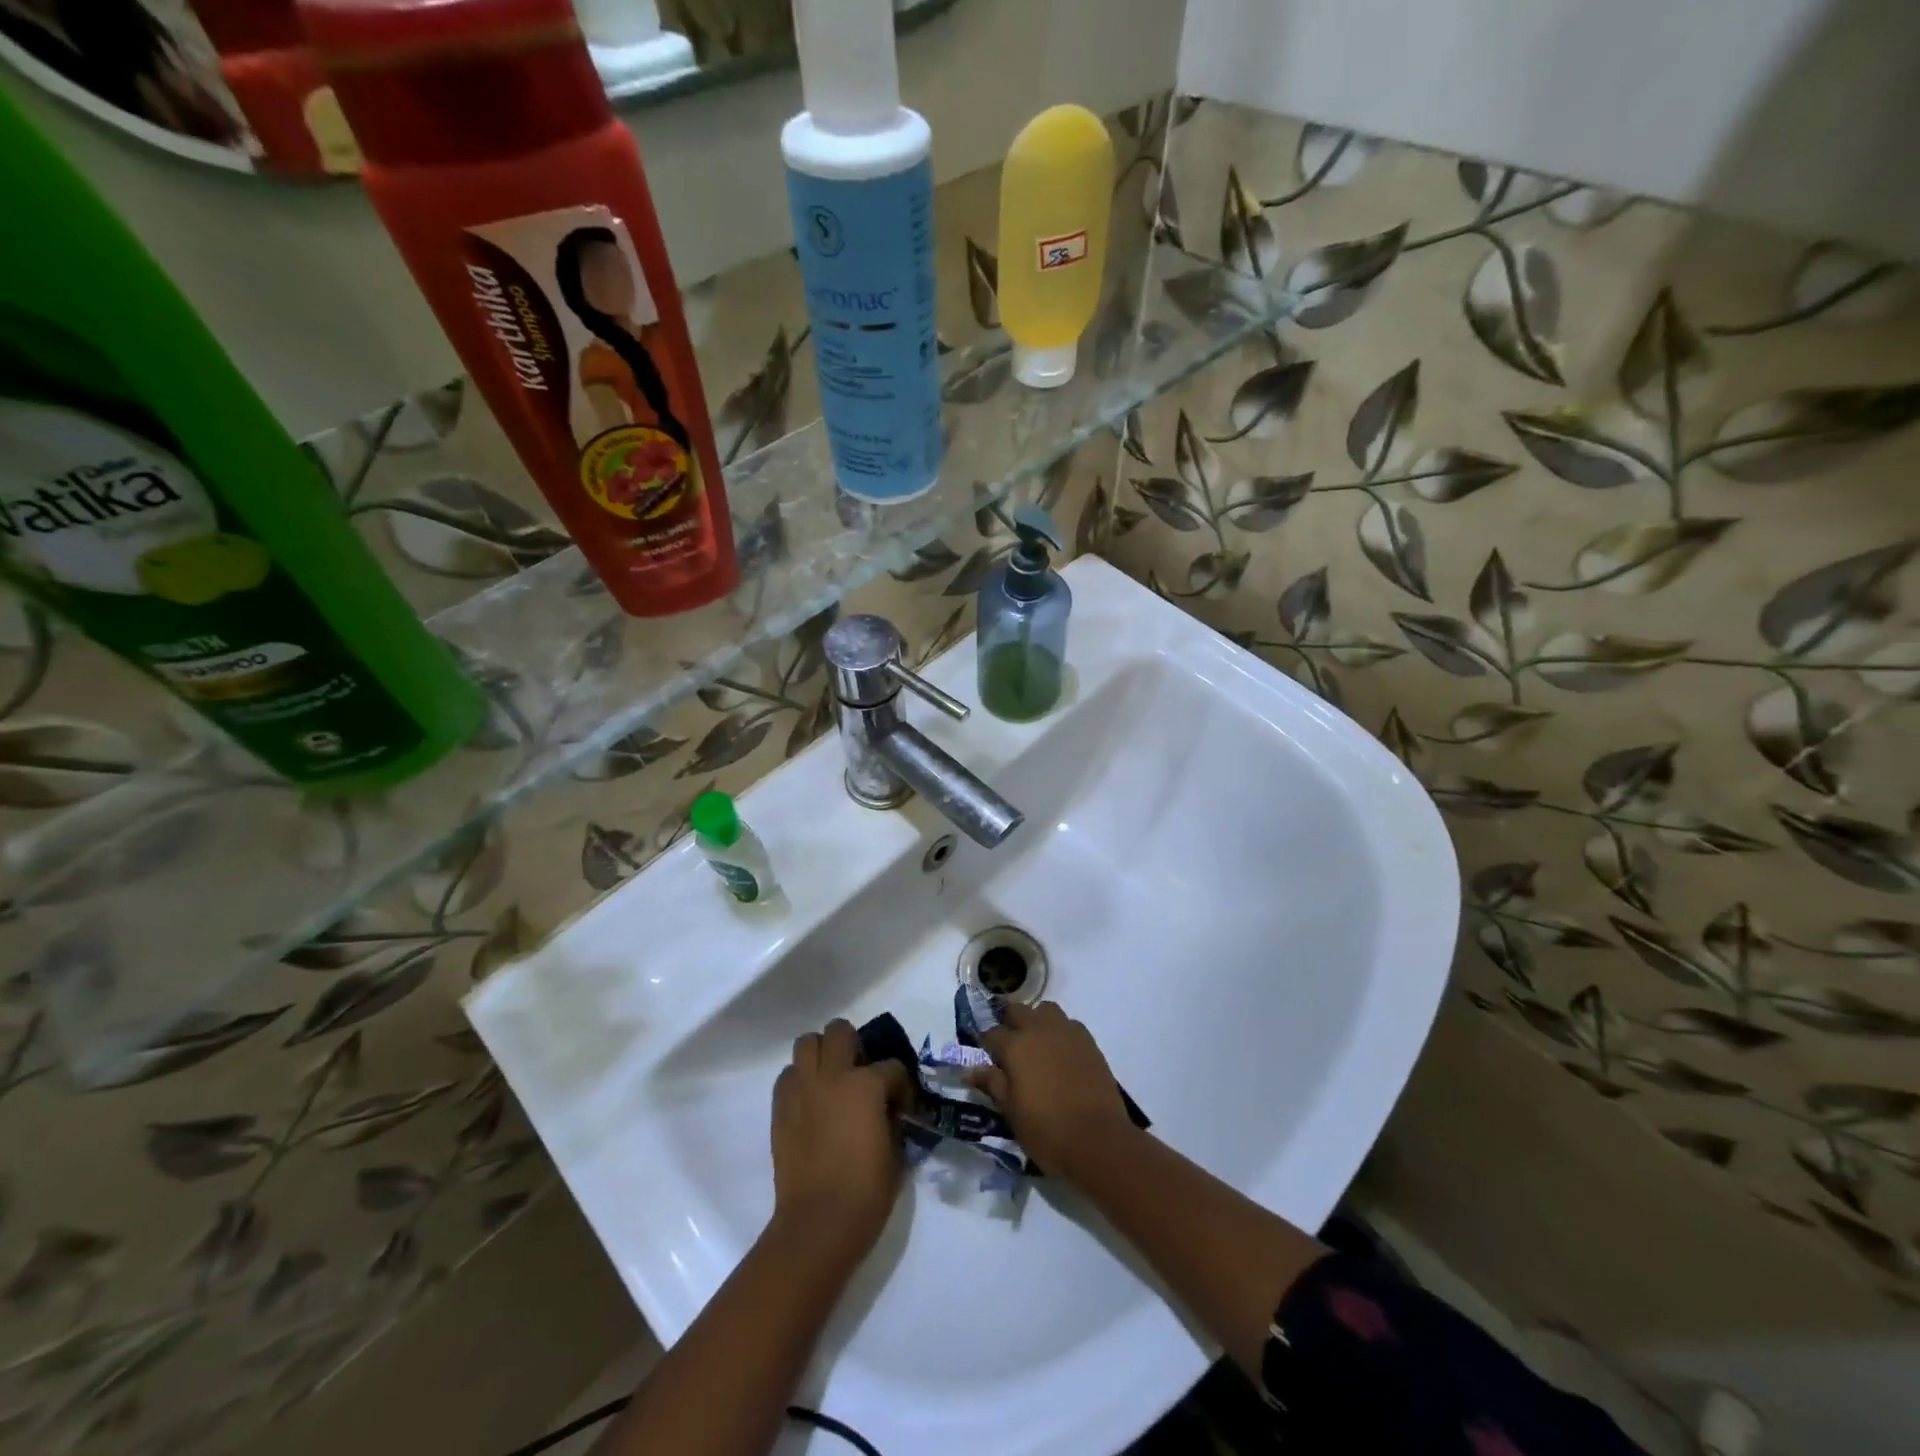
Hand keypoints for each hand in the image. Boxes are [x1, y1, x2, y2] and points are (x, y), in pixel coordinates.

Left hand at [769, 1019, 911, 1267]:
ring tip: (832, 1079)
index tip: (902, 1105)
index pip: (892, 1066)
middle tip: (861, 1073)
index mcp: (865, 1085)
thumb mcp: (896, 1151)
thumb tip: (887, 1108)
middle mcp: (831, 1076)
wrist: (817, 1224)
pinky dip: (800, 1080)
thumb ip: (892, 1118)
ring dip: (822, 1054)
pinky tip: (812, 1102)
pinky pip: (788, 1076)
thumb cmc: (866, 1192)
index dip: (901, 1084)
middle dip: (854, 1045)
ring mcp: (802, 1089)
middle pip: (839, 1031)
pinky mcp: (779, 1108)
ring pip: (806, 1043)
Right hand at [971, 1001, 1139, 1183]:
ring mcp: (1067, 1032)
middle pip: (1017, 1010)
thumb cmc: (1047, 1131)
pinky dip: (1060, 1033)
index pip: (991, 1033)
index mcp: (1015, 1046)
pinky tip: (1061, 1055)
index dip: (985, 1044)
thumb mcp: (1011, 1112)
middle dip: (1009, 1023)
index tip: (985, 1056)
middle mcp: (1039, 1029)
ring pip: (1046, 1010)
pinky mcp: (1089, 1041)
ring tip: (1037, 1046)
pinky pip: (1069, 1025)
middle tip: (1009, 1048)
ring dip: (1037, 1021)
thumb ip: (992, 1083)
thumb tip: (970, 1068)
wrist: (1099, 1140)